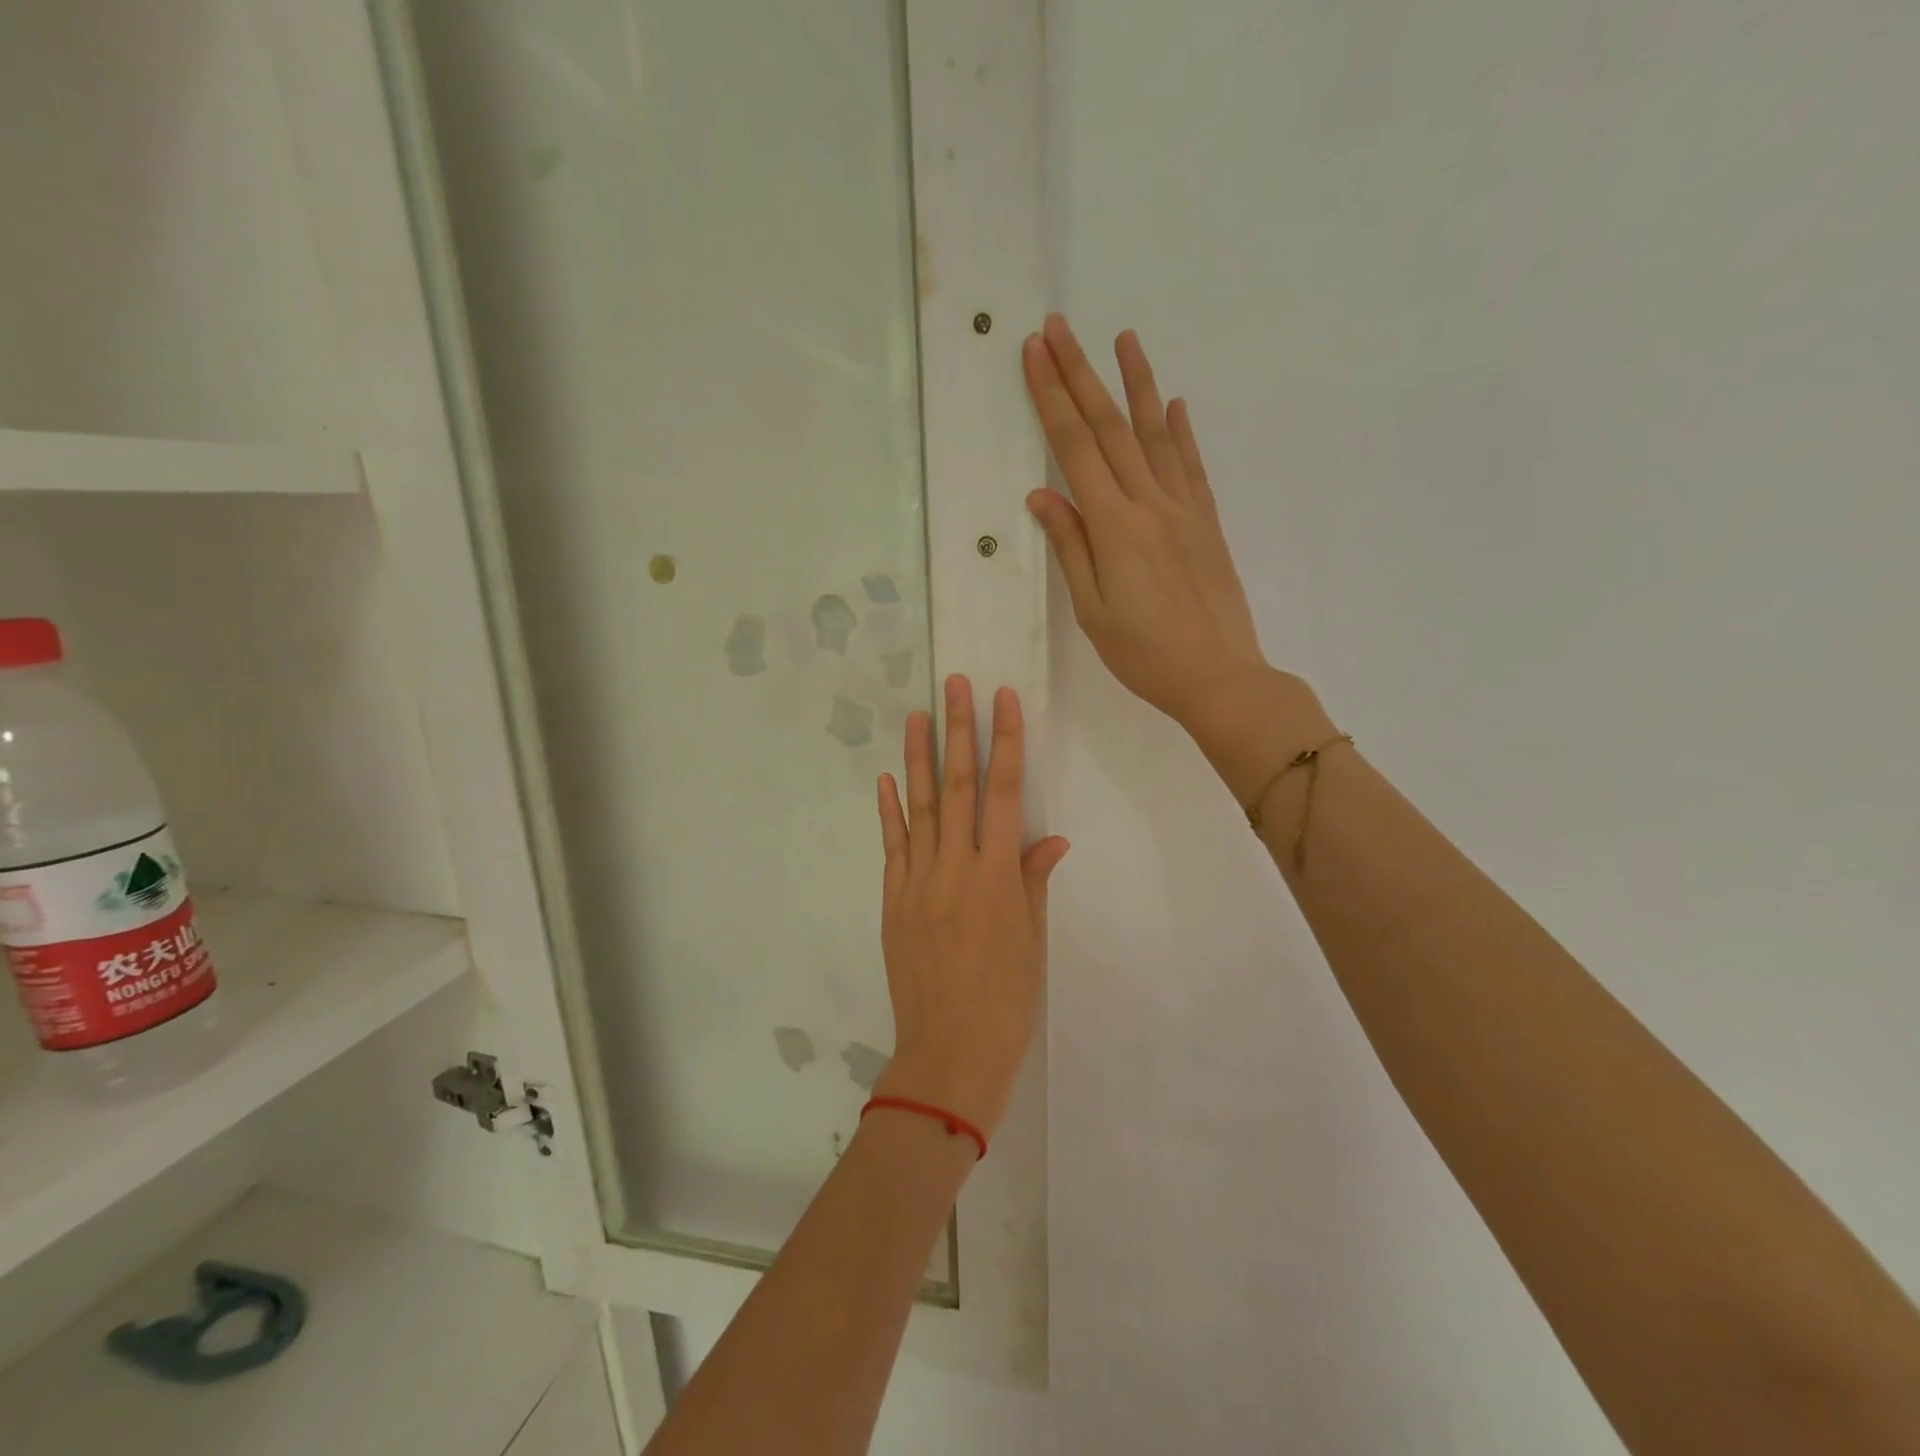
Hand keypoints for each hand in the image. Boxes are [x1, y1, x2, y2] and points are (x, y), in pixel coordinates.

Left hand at [871, 676, 1068, 1139]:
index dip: (1005, 743)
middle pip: (957, 786)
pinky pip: (892, 846)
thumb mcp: (1031, 941)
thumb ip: (1033, 881)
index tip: (1002, 700)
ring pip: (918, 807)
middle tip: (954, 685)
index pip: (1005, 794)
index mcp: (997, 876)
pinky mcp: (893, 899)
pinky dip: (889, 810)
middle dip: (958, 731)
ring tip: (917, 715)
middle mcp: (955, 868)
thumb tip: (1050, 839)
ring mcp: (918, 881)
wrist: (949, 1052)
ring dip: (917, 758)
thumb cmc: (1006, 1000)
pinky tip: (886, 778)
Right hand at [1022, 315, 1333, 799]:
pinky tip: (1174, 405)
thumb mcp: (1093, 611)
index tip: (1034, 354)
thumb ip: (1071, 548)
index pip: (1076, 448)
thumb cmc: (1145, 655)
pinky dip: (1180, 431)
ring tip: (1124, 339)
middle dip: (1080, 374)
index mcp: (1115, 527)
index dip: (1052, 398)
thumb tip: (1042, 495)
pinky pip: (1191, 465)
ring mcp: (1185, 509)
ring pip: (1156, 434)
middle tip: (1058, 328)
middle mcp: (1151, 504)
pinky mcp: (1207, 522)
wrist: (1220, 676)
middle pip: (1111, 427)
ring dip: (1138, 383)